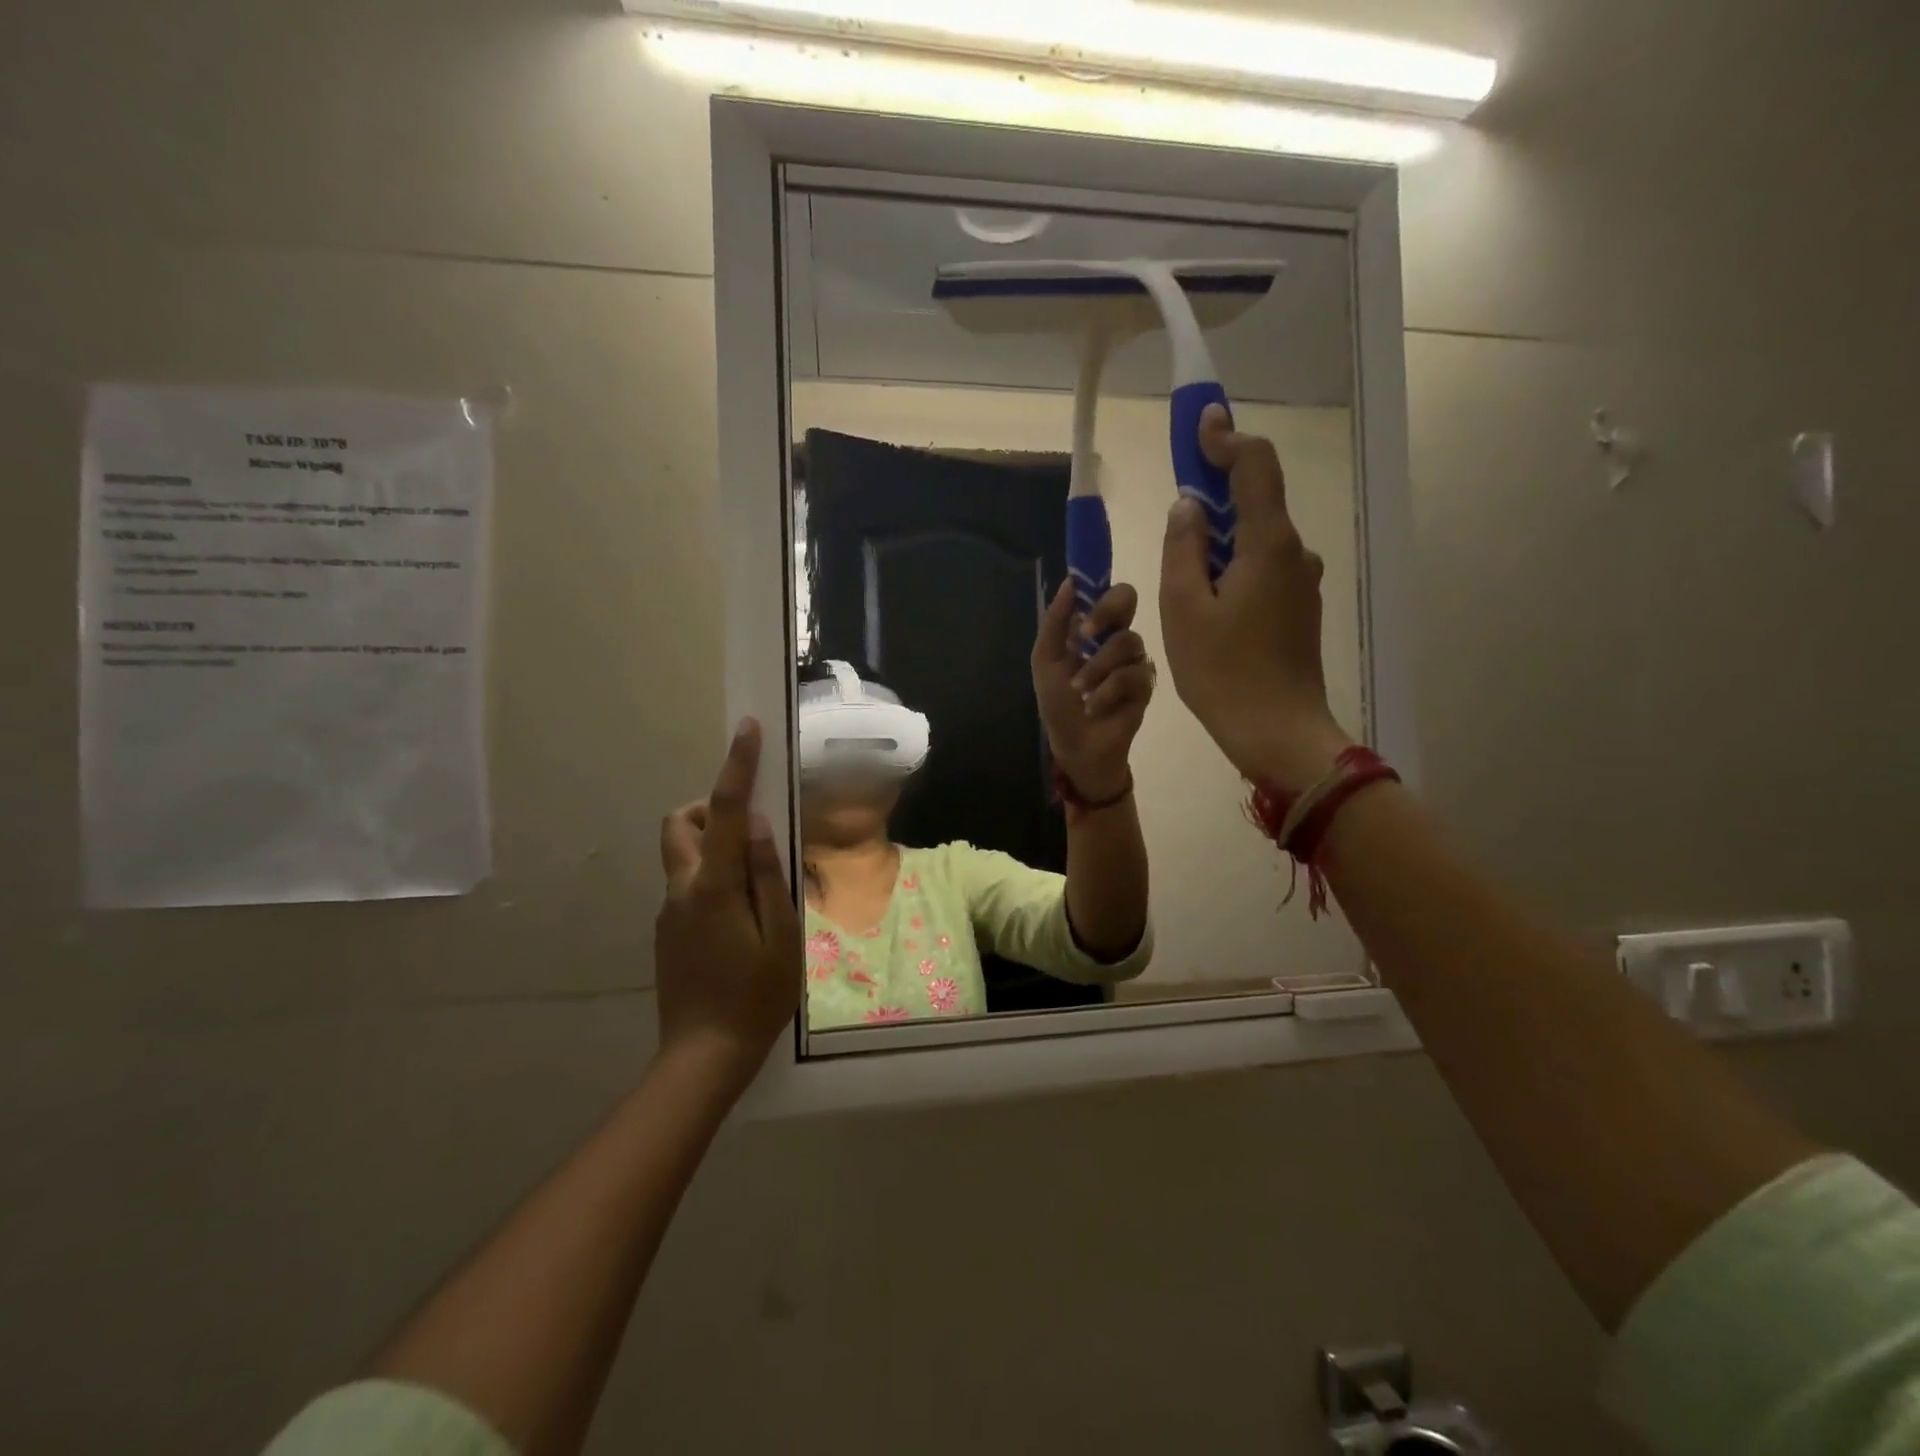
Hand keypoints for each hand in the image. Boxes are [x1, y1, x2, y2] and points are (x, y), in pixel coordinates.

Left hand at [655, 719, 802, 1091]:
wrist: (703, 1055)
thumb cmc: (756, 996)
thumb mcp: (781, 935)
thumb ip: (769, 876)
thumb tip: (760, 827)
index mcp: (714, 887)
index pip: (726, 812)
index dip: (736, 766)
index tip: (747, 730)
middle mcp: (682, 889)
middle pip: (680, 823)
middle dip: (710, 808)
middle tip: (751, 832)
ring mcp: (669, 910)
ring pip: (683, 853)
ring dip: (714, 844)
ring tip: (755, 881)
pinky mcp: (668, 929)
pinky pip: (688, 883)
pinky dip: (713, 877)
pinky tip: (741, 919)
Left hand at [1031, 579, 1154, 801]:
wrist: (1073, 744)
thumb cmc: (1058, 702)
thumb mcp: (1046, 660)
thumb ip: (1055, 622)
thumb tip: (1069, 582)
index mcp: (1094, 628)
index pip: (1106, 591)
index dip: (1099, 585)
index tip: (1082, 598)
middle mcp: (1117, 637)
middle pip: (1128, 598)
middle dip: (1106, 611)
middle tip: (1085, 634)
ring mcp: (1135, 659)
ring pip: (1126, 642)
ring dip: (1096, 667)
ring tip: (1080, 690)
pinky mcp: (1146, 685)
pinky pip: (1132, 675)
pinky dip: (1107, 691)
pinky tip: (1094, 707)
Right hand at [1160, 406, 1352, 791]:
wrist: (1277, 732)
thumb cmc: (1222, 671)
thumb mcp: (1184, 608)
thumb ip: (1183, 548)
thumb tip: (1188, 507)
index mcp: (1268, 544)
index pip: (1255, 467)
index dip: (1227, 438)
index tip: (1200, 423)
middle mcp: (1294, 554)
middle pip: (1256, 501)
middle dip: (1215, 492)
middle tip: (1176, 507)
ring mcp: (1301, 583)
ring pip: (1256, 540)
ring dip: (1220, 539)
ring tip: (1182, 574)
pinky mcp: (1298, 609)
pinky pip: (1262, 569)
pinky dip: (1233, 567)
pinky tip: (1207, 601)